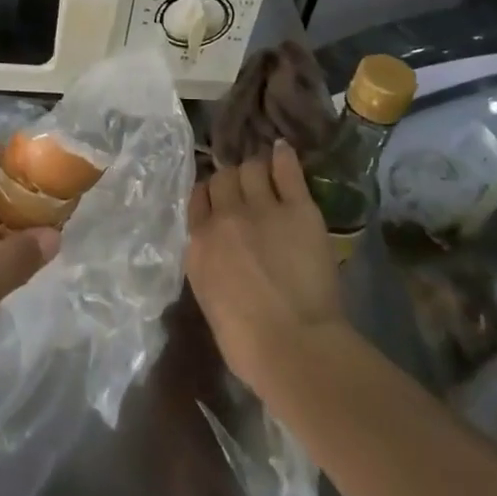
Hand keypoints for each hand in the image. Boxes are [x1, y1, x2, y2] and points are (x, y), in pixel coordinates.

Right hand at [187, 140, 347, 396]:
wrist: (293, 346)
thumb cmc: (246, 343)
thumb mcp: (210, 300)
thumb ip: (209, 265)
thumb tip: (219, 254)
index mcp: (199, 243)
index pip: (198, 198)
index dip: (209, 193)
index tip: (219, 197)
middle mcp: (225, 217)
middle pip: (223, 178)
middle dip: (232, 179)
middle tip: (245, 186)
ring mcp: (262, 208)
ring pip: (251, 168)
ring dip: (256, 168)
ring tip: (264, 170)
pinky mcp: (298, 209)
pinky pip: (287, 170)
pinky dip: (283, 157)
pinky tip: (283, 149)